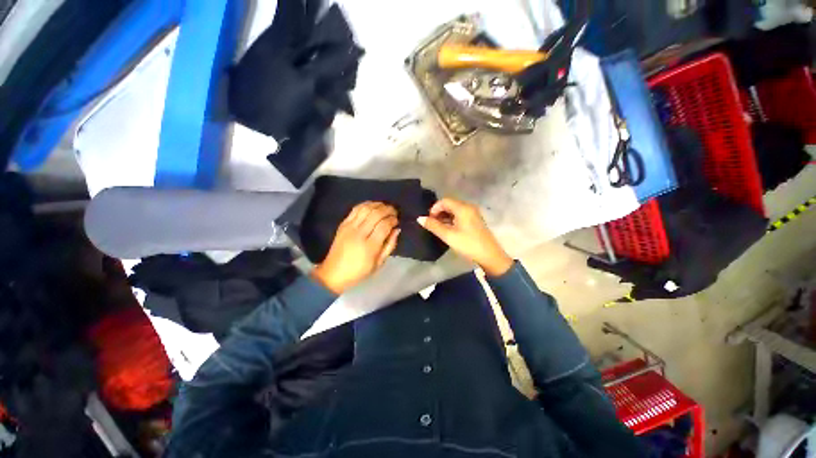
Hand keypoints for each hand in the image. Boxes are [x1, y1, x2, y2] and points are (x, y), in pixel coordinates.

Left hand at [312, 202, 400, 293]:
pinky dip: (366, 204)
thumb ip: (390, 245)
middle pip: (376, 214)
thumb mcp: (379, 263)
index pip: (384, 226)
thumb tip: (397, 229)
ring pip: (366, 209)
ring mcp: (349, 227)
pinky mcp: (343, 224)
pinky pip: (356, 209)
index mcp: (370, 246)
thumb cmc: (359, 271)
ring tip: (385, 206)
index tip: (397, 220)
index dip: (393, 220)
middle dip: (388, 210)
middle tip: (394, 211)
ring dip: (378, 205)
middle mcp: (359, 234)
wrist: (333, 273)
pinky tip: (373, 205)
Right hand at [417, 198, 512, 276]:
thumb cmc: (468, 244)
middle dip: (439, 212)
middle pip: (450, 204)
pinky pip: (460, 215)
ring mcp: (473, 214)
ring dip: (445, 216)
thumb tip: (420, 218)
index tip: (429, 220)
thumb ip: (433, 226)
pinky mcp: (475, 220)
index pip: (444, 201)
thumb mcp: (448, 235)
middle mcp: (469, 207)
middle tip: (432, 224)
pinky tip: (448, 229)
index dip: (434, 208)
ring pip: (455, 210)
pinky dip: (452, 219)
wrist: (490, 256)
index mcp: (463, 208)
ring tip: (438, 228)